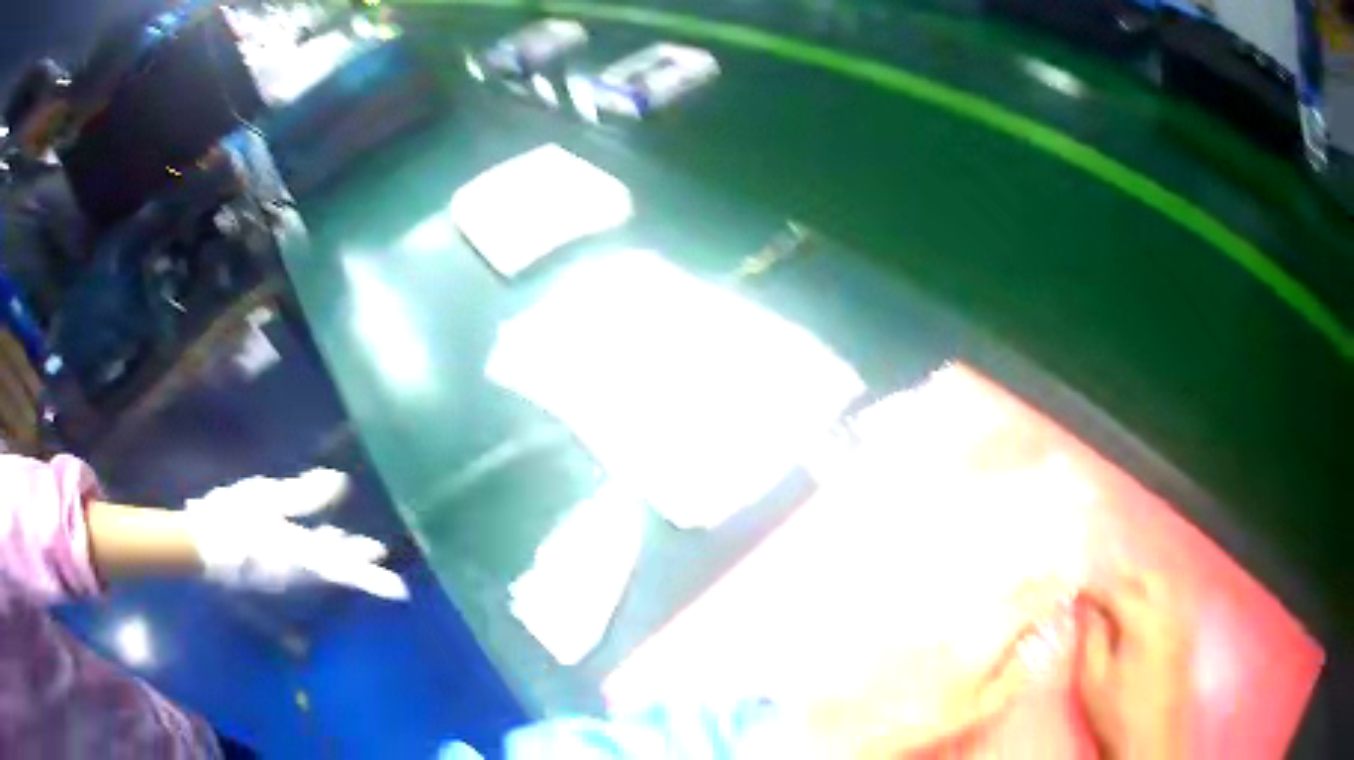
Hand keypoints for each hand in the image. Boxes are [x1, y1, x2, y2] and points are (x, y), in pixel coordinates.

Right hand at [185, 469, 408, 599]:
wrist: (197, 546)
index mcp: (301, 556)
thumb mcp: (268, 499)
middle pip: (335, 569)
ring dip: (337, 553)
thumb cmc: (232, 519)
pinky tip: (316, 537)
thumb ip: (305, 495)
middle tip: (377, 550)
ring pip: (319, 568)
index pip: (346, 570)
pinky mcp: (269, 576)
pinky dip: (315, 553)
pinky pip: (301, 567)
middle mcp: (297, 575)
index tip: (402, 593)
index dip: (375, 581)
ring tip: (352, 540)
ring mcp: (283, 580)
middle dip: (356, 558)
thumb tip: (341, 483)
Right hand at [1077, 568, 1191, 759]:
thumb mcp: (1094, 680)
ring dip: (1143, 582)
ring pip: (1166, 584)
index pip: (1118, 590)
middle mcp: (1168, 612)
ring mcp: (1182, 621)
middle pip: (1148, 577)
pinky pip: (1175, 599)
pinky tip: (1146, 611)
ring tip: (1122, 595)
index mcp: (1144, 621)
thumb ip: (1093, 638)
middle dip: (1124, 576)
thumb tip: (1088, 608)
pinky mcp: (1187, 634)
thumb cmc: (1118, 712)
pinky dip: (1158, 595)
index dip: (1096, 586)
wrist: (1151, 738)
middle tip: (1101, 587)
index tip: (1078, 590)